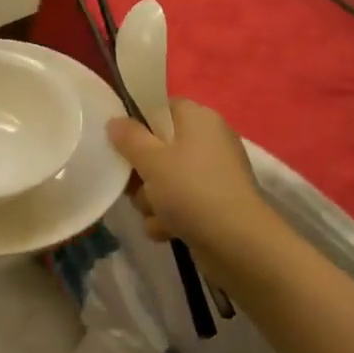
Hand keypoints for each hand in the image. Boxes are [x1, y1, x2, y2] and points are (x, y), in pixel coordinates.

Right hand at [107, 99, 267, 251]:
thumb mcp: (151, 159)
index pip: (160, 108)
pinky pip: (178, 204)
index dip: (138, 124)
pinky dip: (169, 218)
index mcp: (198, 119)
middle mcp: (207, 141)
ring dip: (151, 200)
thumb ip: (128, 137)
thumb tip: (115, 121)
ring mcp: (211, 175)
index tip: (122, 144)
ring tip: (157, 213)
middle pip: (158, 148)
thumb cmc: (191, 190)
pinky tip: (168, 230)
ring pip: (163, 180)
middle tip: (136, 185)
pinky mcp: (212, 205)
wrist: (237, 244)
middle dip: (142, 173)